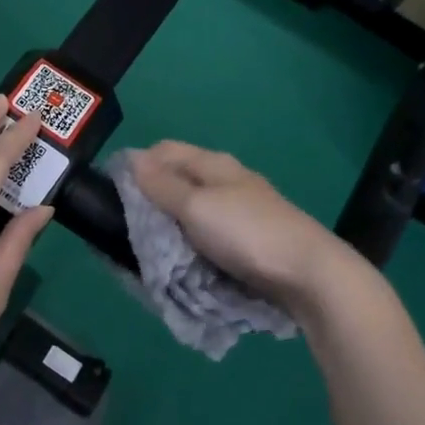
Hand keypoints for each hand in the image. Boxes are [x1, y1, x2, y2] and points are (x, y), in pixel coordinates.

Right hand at [127, 140, 365, 311]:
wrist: (309, 274)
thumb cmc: (246, 234)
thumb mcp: (196, 207)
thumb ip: (162, 184)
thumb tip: (133, 159)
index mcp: (214, 164)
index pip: (164, 150)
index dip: (137, 165)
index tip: (114, 194)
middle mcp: (227, 180)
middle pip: (178, 178)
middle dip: (152, 198)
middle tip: (130, 226)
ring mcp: (241, 208)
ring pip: (193, 207)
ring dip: (172, 224)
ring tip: (153, 247)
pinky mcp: (250, 237)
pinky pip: (209, 231)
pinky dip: (192, 241)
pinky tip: (185, 258)